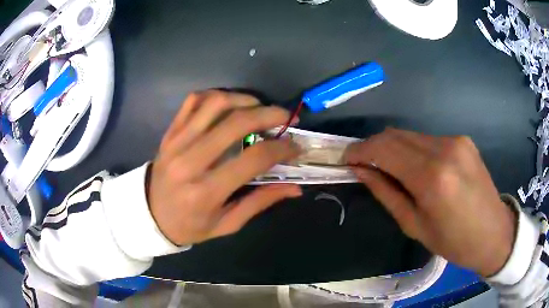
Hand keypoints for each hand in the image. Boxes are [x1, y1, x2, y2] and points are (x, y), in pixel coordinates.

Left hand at [148, 90, 301, 245]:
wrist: (149, 214)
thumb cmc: (189, 225)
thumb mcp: (226, 225)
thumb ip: (259, 202)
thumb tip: (294, 188)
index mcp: (206, 192)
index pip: (253, 159)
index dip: (281, 149)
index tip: (295, 146)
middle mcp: (190, 161)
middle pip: (236, 123)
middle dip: (268, 115)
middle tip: (285, 117)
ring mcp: (177, 142)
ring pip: (214, 103)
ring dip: (244, 99)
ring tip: (259, 107)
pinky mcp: (170, 132)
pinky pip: (193, 101)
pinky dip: (215, 95)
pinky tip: (229, 103)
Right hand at [345, 128, 516, 276]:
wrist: (493, 233)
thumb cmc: (454, 241)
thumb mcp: (414, 226)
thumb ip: (386, 193)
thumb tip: (361, 170)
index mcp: (432, 177)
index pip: (384, 148)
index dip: (360, 150)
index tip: (347, 159)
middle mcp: (444, 149)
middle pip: (396, 135)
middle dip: (374, 147)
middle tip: (364, 164)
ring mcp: (456, 141)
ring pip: (411, 135)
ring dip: (394, 148)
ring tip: (391, 169)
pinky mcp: (463, 140)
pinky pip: (428, 139)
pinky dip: (414, 150)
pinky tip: (418, 168)